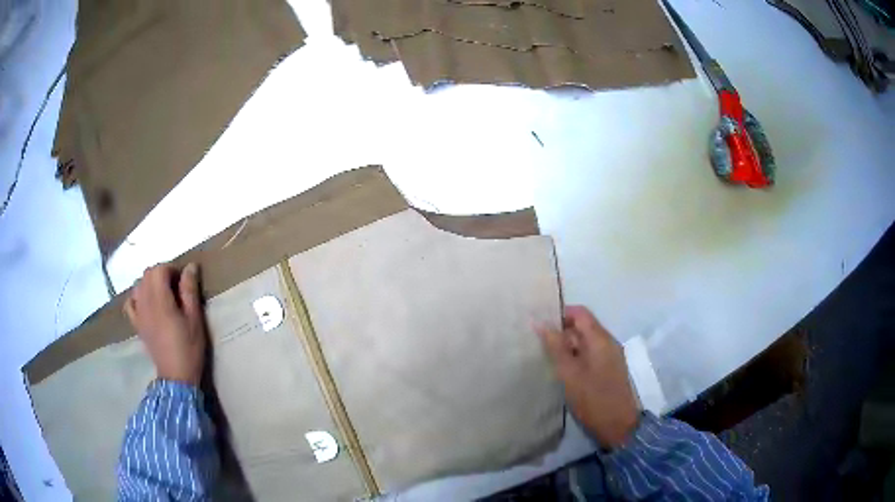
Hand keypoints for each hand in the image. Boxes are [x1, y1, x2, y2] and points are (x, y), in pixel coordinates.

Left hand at [124, 263, 206, 385]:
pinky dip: (137, 297)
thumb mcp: (195, 319)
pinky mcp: (137, 324)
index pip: (159, 269)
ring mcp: (139, 314)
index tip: (183, 281)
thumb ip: (190, 291)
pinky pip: (130, 303)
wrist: (176, 376)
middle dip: (161, 273)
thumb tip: (190, 266)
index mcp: (160, 300)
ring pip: (138, 285)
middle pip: (147, 274)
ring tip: (162, 294)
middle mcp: (145, 303)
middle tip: (175, 286)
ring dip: (150, 283)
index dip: (172, 269)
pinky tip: (145, 303)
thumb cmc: (189, 348)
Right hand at [538, 306, 638, 448]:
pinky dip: (575, 357)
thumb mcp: (569, 374)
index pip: (580, 313)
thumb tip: (540, 322)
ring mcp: (609, 356)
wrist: (619, 427)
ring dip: (566, 346)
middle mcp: (608, 342)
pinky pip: (589, 353)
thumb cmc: (593, 399)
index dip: (559, 314)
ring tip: (545, 356)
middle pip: (582, 326)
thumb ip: (555, 347)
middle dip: (561, 331)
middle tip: (537, 342)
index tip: (539, 324)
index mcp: (600, 339)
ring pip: (585, 341)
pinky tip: (561, 369)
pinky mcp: (608, 369)